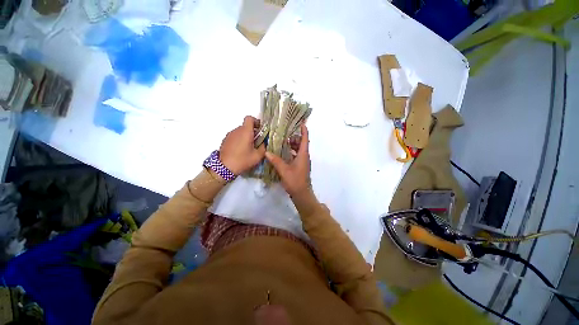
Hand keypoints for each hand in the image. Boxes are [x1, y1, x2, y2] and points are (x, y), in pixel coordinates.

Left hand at [220, 116, 265, 174]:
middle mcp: (237, 130)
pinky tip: (240, 150)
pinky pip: (235, 136)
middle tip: (256, 142)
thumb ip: (263, 148)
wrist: (224, 168)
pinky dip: (239, 140)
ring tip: (248, 148)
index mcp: (245, 131)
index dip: (256, 121)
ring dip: (245, 136)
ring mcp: (229, 135)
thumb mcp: (257, 156)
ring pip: (240, 131)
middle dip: (252, 132)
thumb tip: (264, 143)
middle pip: (246, 126)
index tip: (259, 129)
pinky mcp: (225, 140)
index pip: (250, 118)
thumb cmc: (242, 160)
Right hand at [265, 124, 309, 195]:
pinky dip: (291, 152)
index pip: (305, 139)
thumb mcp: (284, 170)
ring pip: (298, 150)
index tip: (301, 123)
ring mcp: (303, 162)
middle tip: (285, 134)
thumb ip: (276, 160)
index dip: (304, 131)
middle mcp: (304, 156)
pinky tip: (282, 153)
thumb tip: (267, 152)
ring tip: (282, 142)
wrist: (301, 194)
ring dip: (292, 145)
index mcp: (303, 155)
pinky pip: (296, 155)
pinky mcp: (300, 166)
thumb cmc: (295, 181)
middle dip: (295, 137)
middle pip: (301, 143)